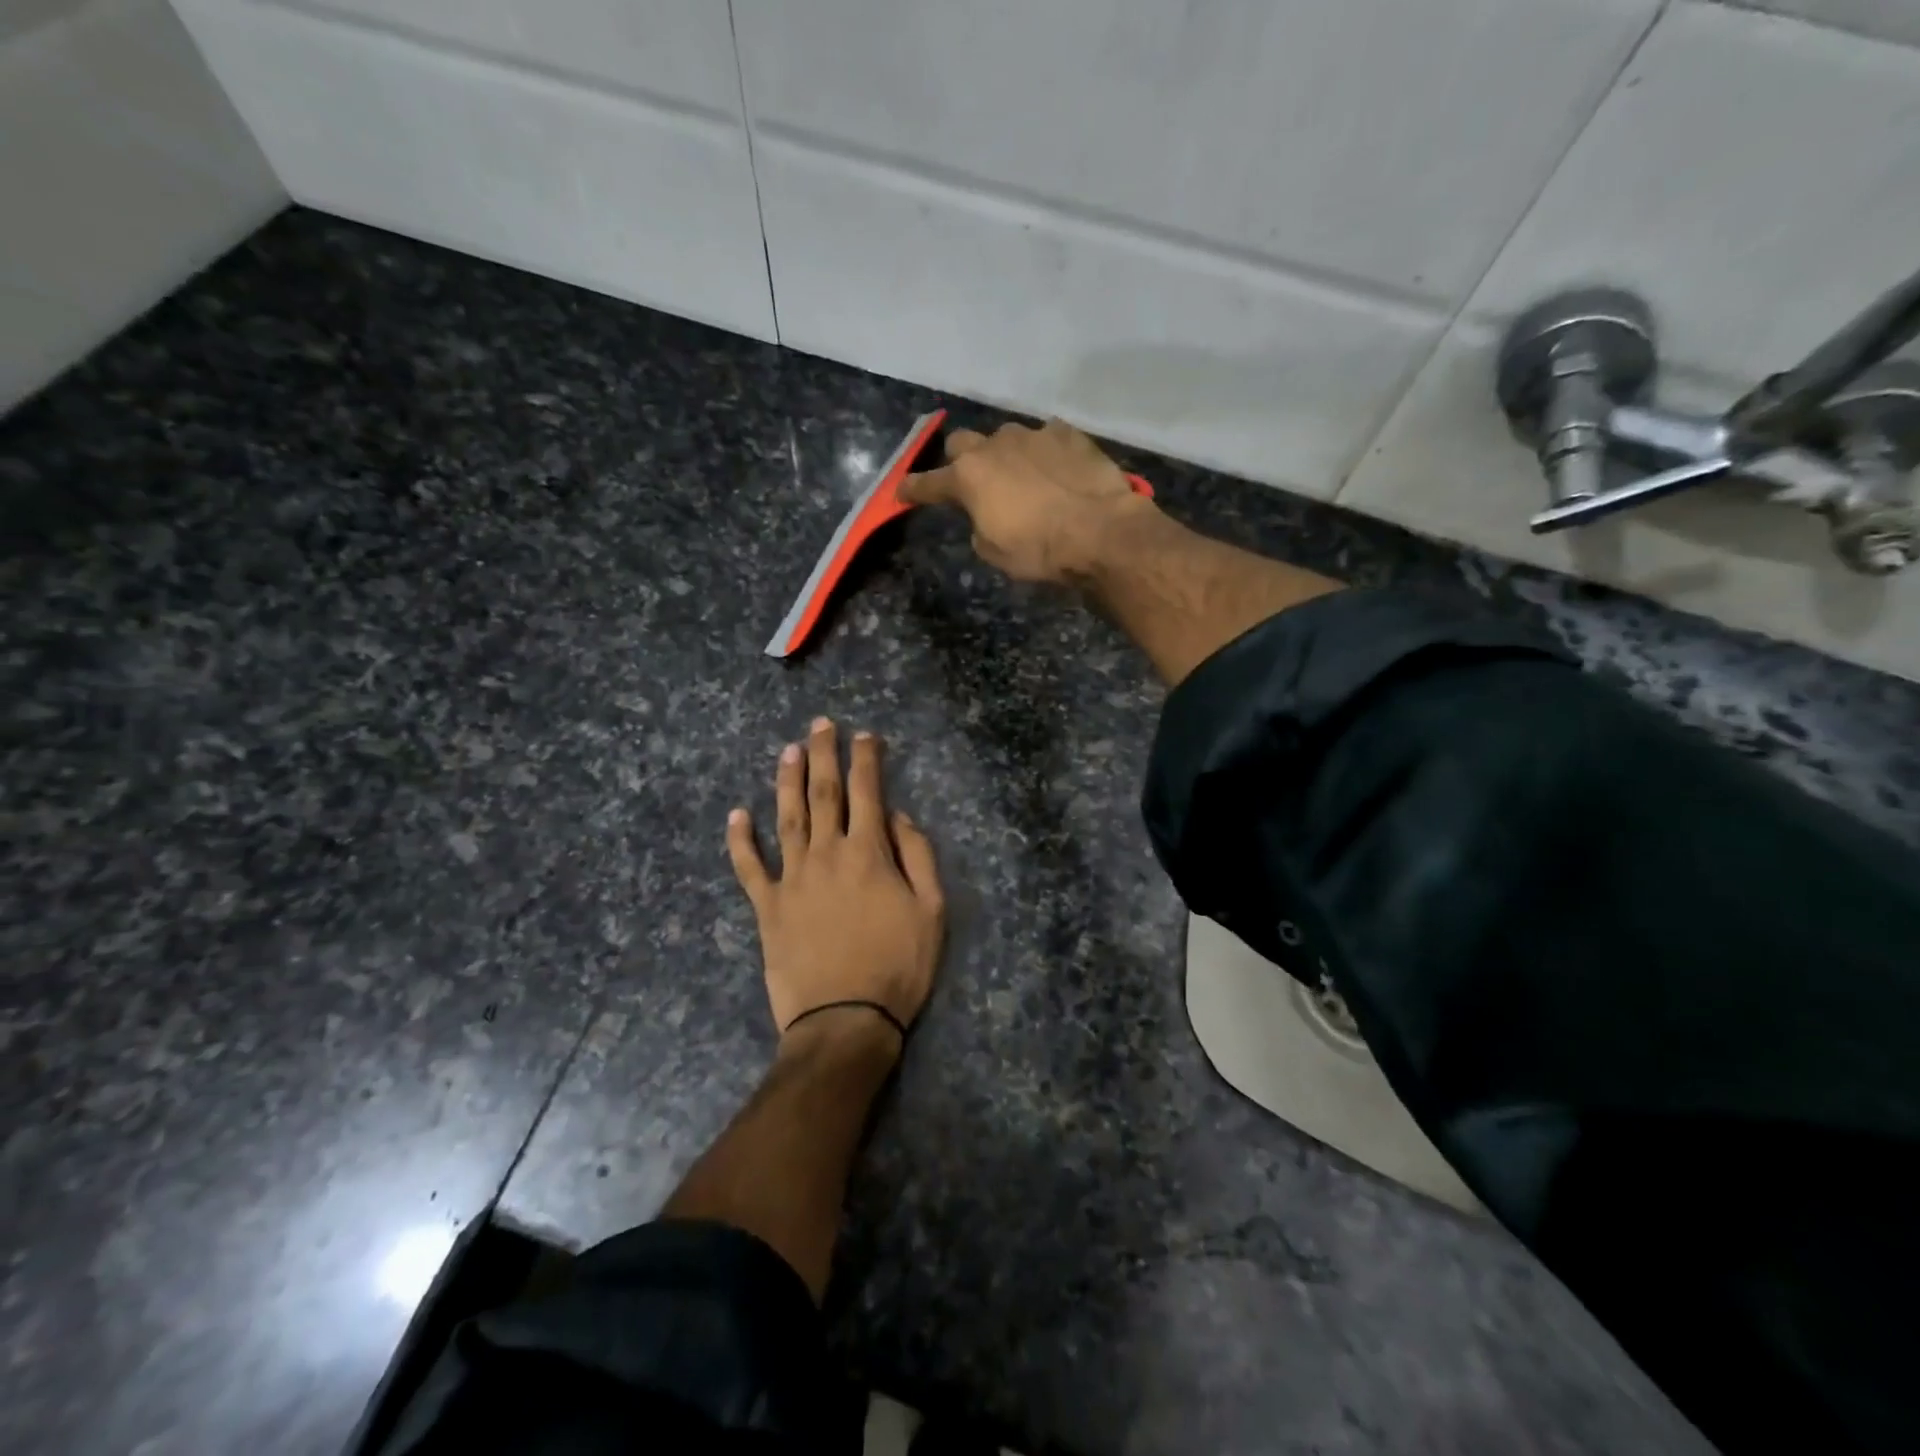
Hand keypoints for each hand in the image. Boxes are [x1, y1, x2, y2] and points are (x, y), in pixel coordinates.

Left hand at [727, 718, 944, 1047]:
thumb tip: (898, 816)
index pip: (868, 793)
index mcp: (868, 854)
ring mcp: (792, 878)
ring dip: (787, 781)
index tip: (866, 736)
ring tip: (788, 750)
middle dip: (824, 754)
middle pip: (823, 794)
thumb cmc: (897, 967)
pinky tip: (736, 815)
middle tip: (821, 724)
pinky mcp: (768, 906)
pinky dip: (740, 840)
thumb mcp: (931, 911)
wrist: (845, 1020)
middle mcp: (827, 854)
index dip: (867, 760)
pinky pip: (749, 867)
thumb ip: (918, 856)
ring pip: (787, 818)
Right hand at [900, 418, 1155, 584]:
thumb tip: (985, 513)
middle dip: (960, 460)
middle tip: (971, 481)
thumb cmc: (1039, 551)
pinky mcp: (1068, 434)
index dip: (913, 489)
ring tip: (1022, 477)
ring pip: (1005, 437)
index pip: (928, 483)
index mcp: (968, 477)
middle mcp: (995, 446)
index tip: (902, 492)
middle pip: (961, 443)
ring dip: (1006, 455)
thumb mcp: (994, 551)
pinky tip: (1056, 469)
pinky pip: (1046, 437)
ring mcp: (1033, 435)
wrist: (1101, 532)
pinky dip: (1044, 452)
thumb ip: (979, 525)